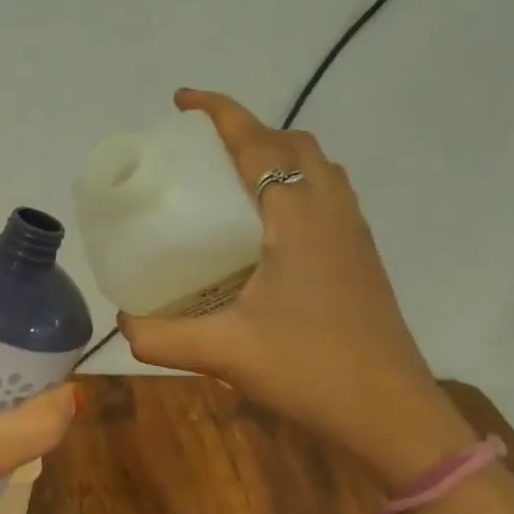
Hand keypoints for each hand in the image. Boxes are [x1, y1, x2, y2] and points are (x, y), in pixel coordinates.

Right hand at [117, 89, 472, 485]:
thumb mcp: (222, 353)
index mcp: (297, 218)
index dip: (220, 112)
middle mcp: (331, 212)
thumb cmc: (310, 370)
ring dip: (276, 154)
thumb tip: (122, 323)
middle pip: (293, 144)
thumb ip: (160, 337)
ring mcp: (353, 233)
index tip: (182, 100)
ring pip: (317, 167)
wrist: (391, 412)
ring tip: (231, 178)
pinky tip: (266, 226)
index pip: (258, 143)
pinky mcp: (360, 256)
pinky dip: (295, 183)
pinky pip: (327, 194)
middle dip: (246, 130)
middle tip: (201, 150)